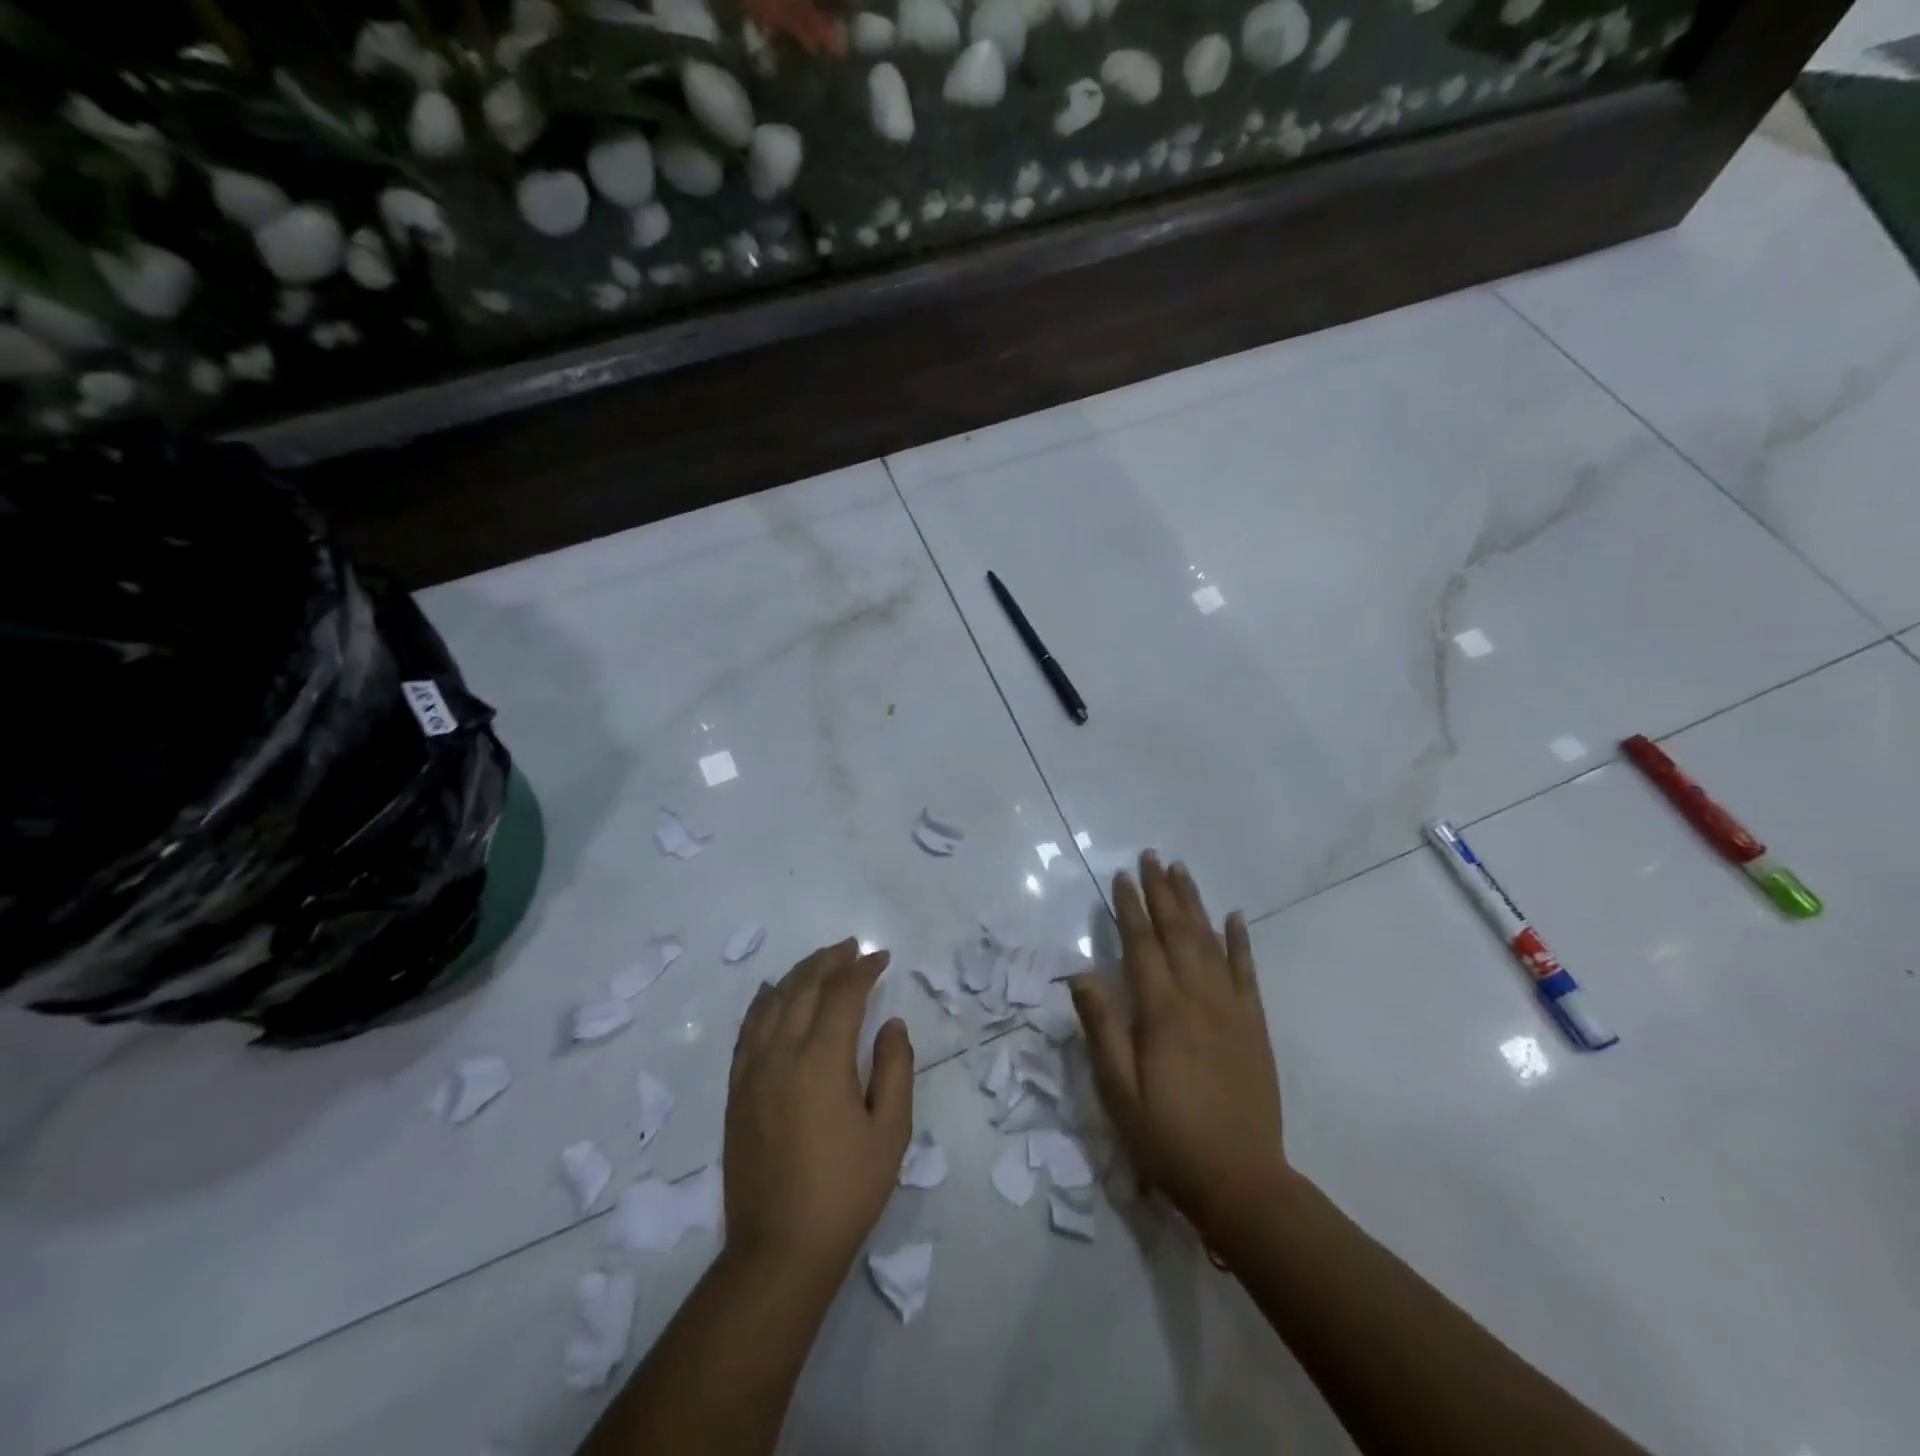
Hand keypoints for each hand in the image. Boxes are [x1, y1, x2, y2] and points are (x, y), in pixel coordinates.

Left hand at [724, 939, 914, 1272]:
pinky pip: (748, 1029)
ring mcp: (752, 1070)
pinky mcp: (736, 1090)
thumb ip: (895, 1068)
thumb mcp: (890, 1131)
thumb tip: (891, 1023)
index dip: (864, 970)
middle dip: (830, 961)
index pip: (843, 994)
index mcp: (821, 1059)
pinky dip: (763, 1002)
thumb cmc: (845, 1191)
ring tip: (820, 962)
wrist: (779, 1248)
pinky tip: (771, 993)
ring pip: (772, 1001)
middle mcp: (781, 1053)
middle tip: (853, 948)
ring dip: (798, 974)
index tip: (881, 957)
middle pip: (803, 986)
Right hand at [1071, 852, 1285, 1238]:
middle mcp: (1198, 998)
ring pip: (1210, 942)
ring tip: (1182, 872)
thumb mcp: (1118, 1091)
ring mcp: (1231, 1009)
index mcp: (1161, 1011)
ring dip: (1194, 904)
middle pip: (1177, 931)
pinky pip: (1247, 972)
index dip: (1129, 907)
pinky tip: (1235, 917)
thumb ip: (1101, 1027)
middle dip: (1162, 891)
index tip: (1120, 876)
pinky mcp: (1254, 1025)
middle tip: (1152, 857)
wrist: (1242, 1180)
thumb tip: (1081, 973)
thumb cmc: (1167, 1137)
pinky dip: (1240, 941)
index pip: (1141, 944)